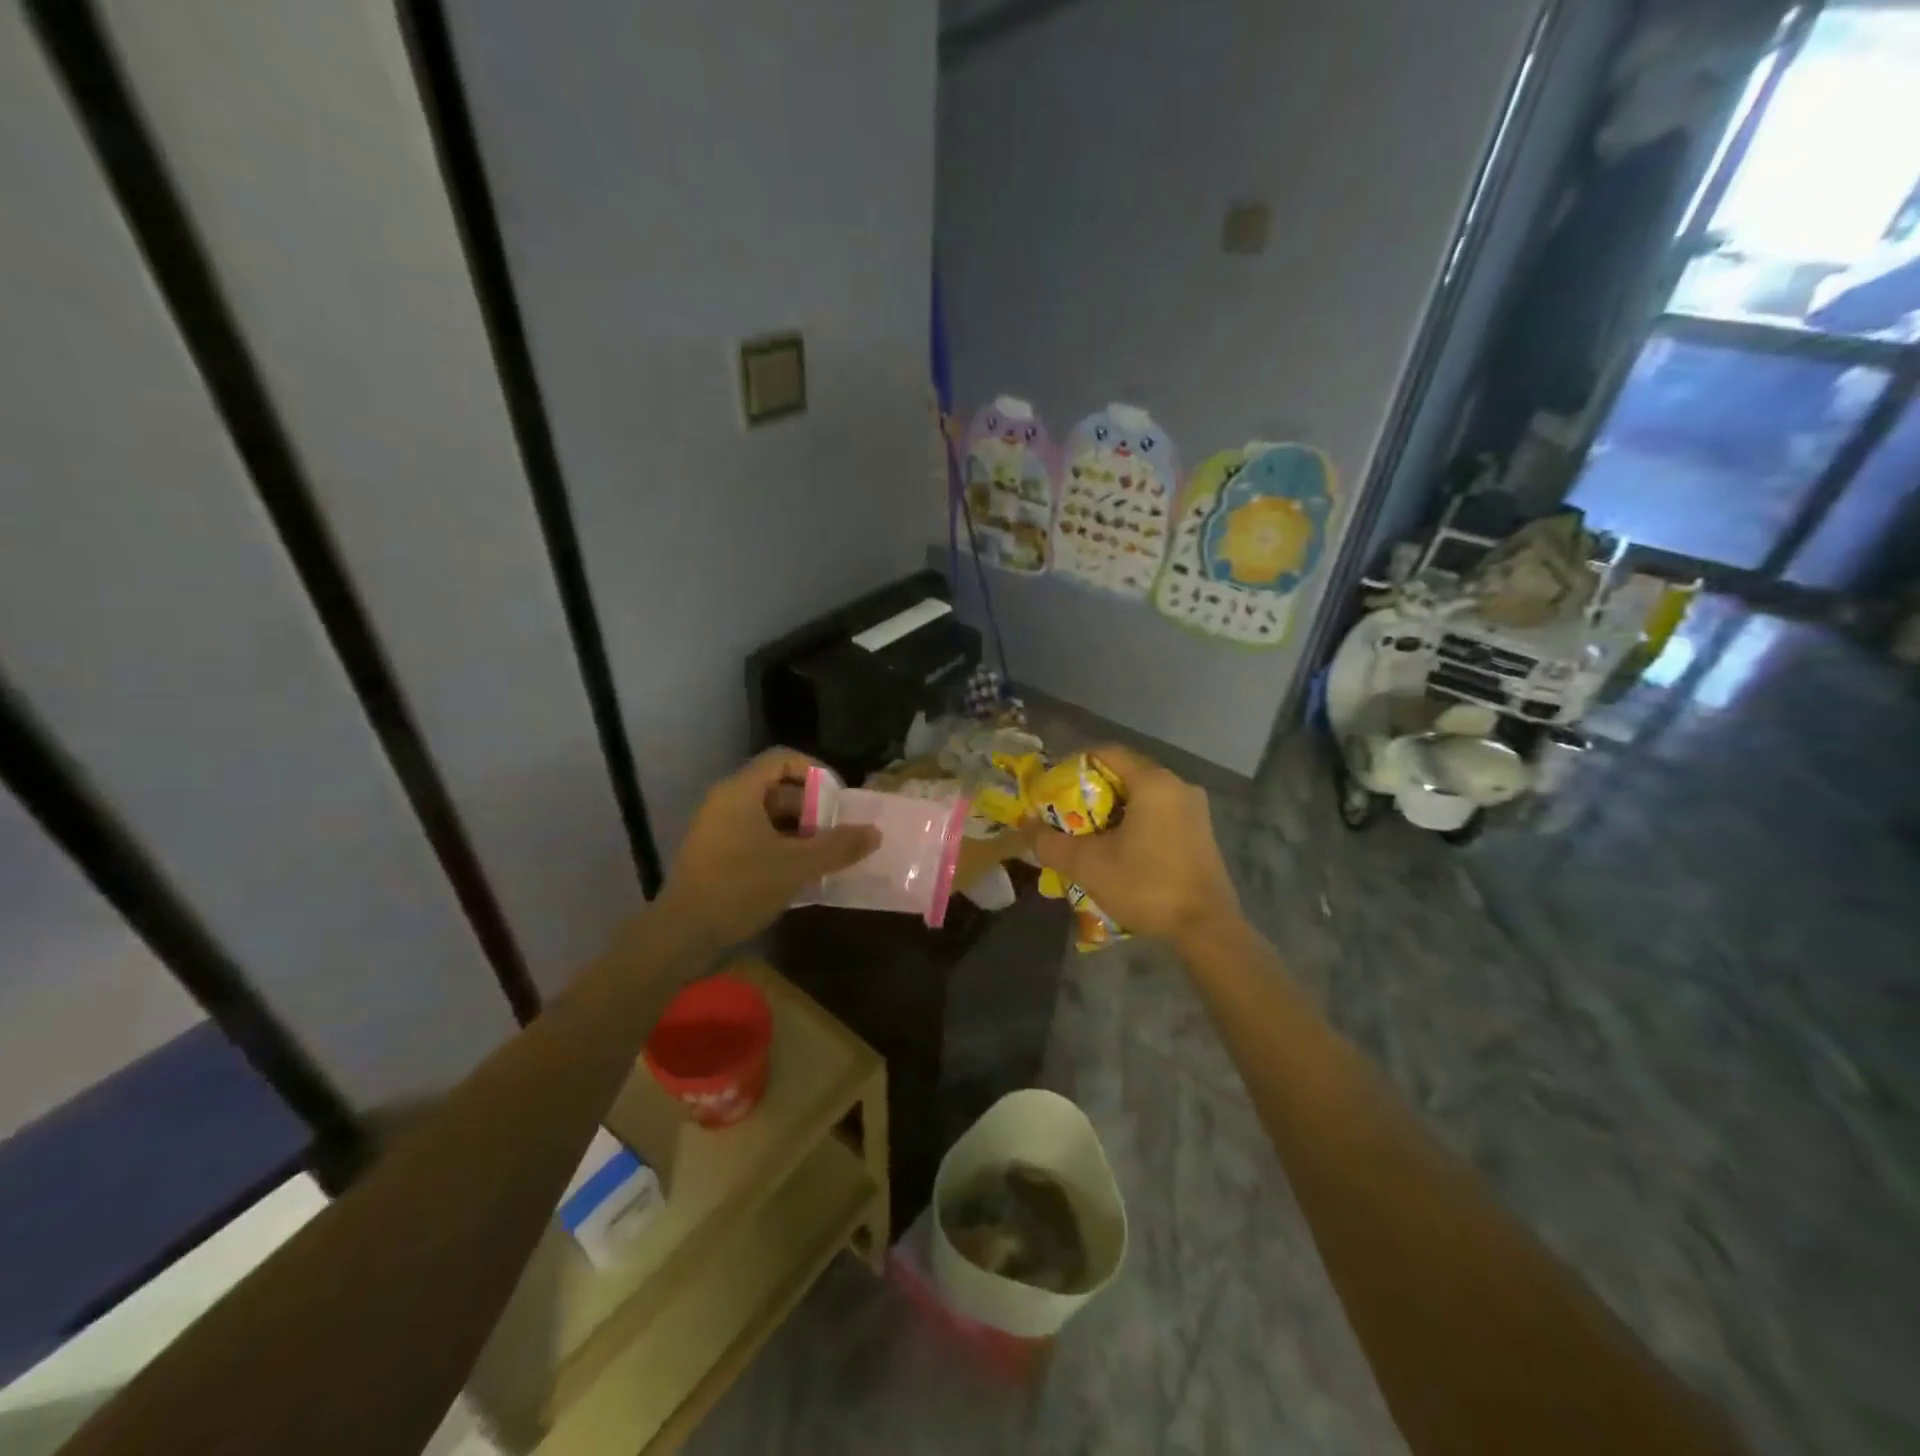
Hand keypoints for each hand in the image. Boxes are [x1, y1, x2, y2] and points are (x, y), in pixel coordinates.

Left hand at [656, 749, 879, 948]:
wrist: (682, 933)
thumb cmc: (740, 887)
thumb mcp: (797, 866)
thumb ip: (838, 846)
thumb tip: (874, 832)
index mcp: (741, 791)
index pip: (783, 759)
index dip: (816, 771)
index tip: (838, 797)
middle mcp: (725, 801)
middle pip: (776, 787)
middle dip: (811, 807)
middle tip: (835, 831)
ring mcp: (716, 827)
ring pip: (766, 814)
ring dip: (797, 829)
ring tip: (823, 854)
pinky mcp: (713, 852)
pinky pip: (753, 834)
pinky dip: (778, 844)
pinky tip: (798, 872)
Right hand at [1031, 744, 1239, 947]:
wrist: (1206, 928)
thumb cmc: (1146, 885)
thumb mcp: (1088, 865)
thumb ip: (1050, 843)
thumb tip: (1025, 828)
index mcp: (1153, 782)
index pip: (1106, 752)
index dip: (1073, 764)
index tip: (1052, 786)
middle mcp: (1178, 786)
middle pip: (1124, 774)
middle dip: (1090, 792)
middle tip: (1064, 813)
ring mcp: (1194, 810)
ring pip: (1142, 796)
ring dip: (1111, 811)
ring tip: (1086, 835)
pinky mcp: (1200, 833)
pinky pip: (1158, 814)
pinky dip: (1134, 823)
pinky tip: (1118, 850)